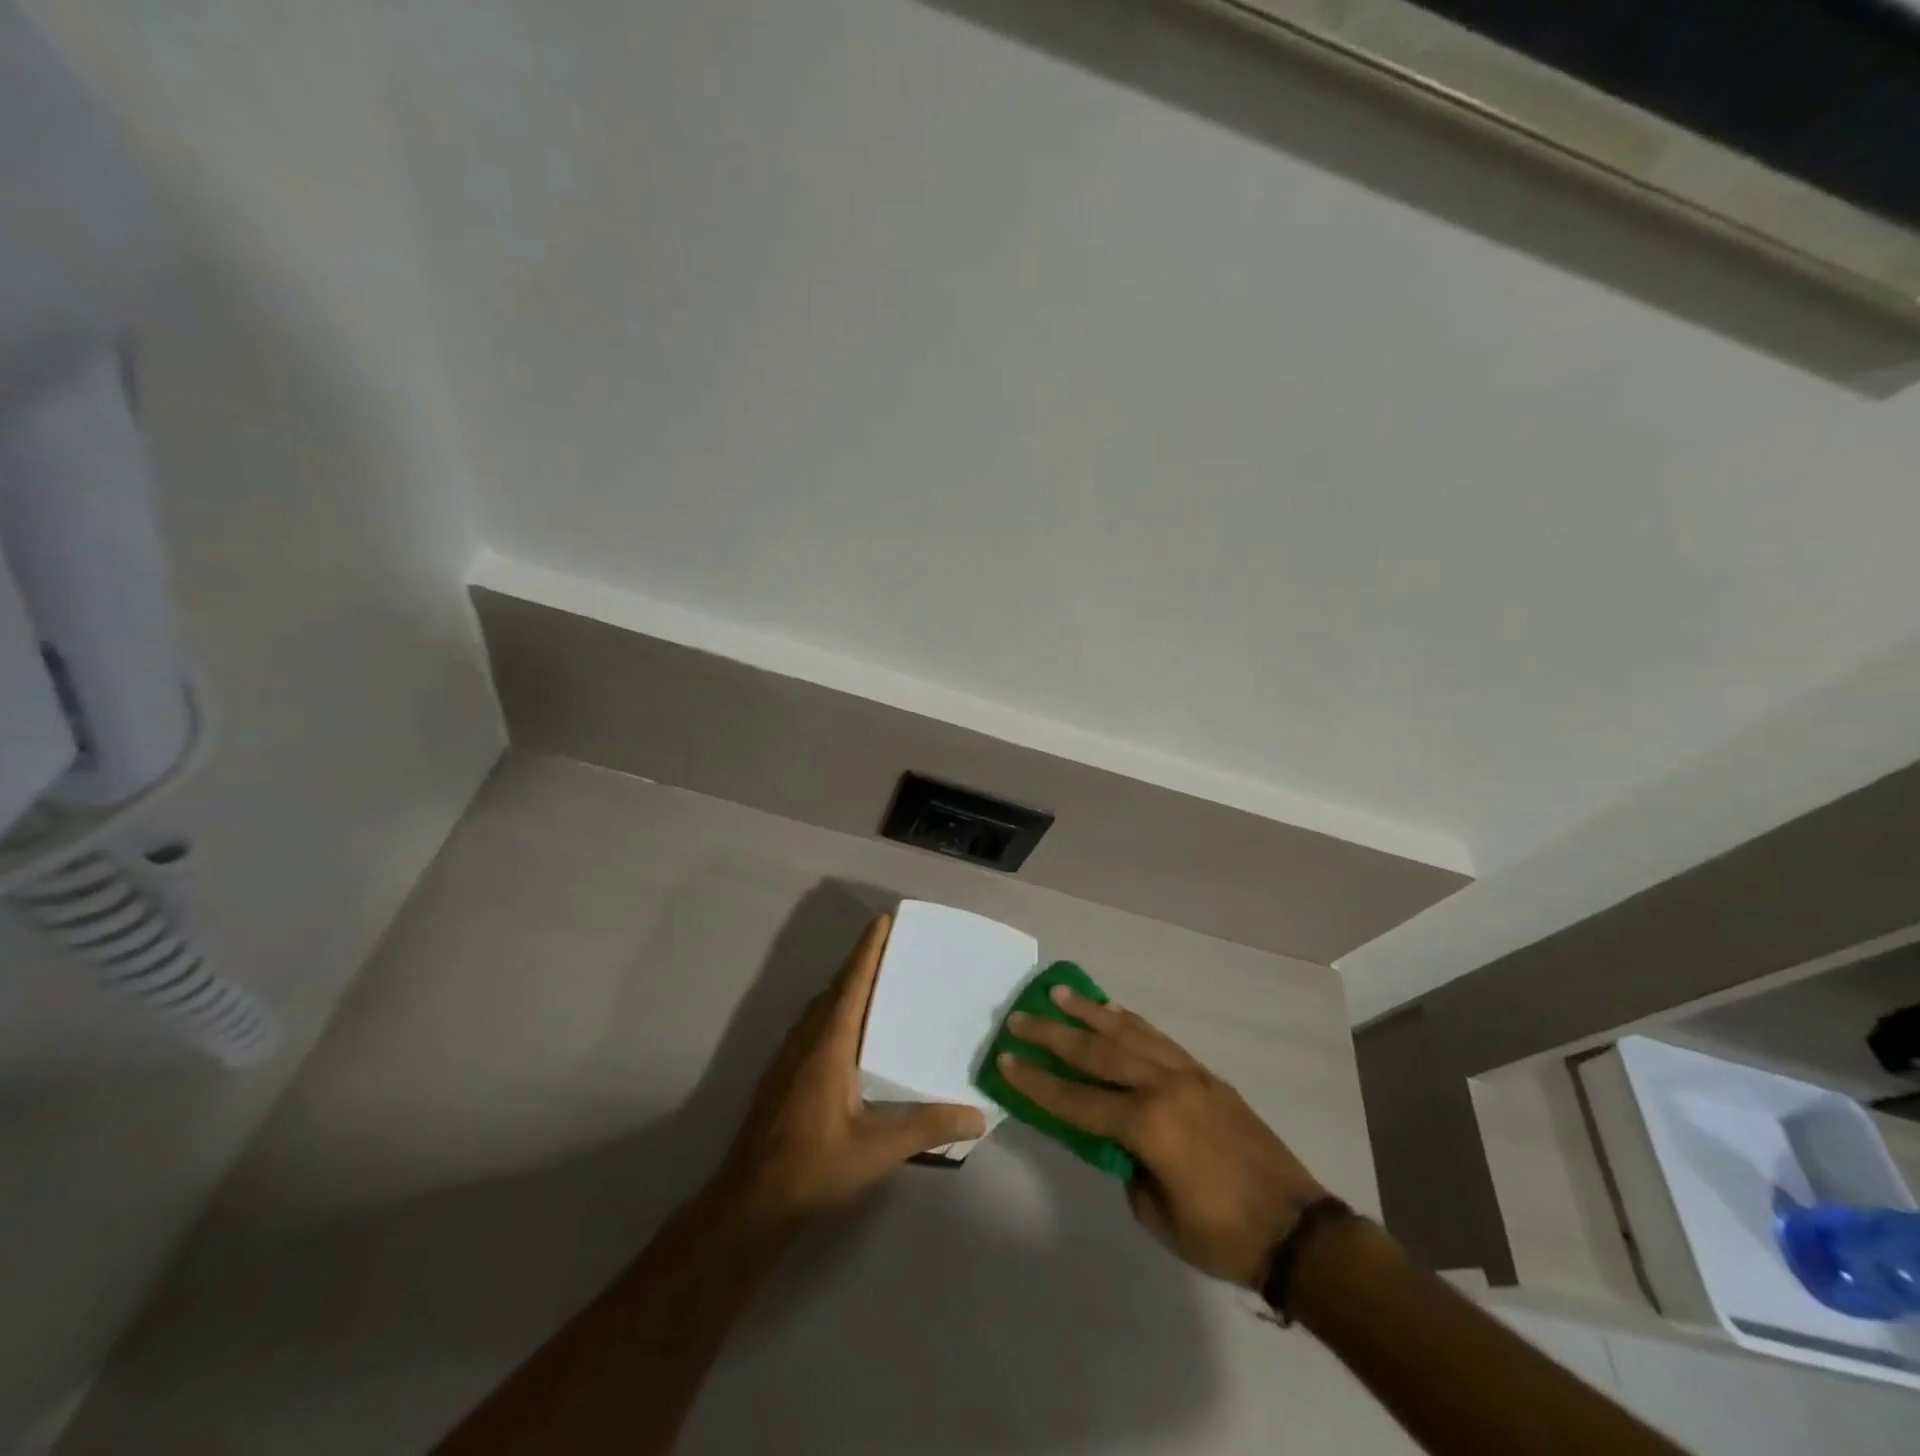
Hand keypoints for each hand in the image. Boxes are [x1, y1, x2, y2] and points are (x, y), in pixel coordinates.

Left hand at [711, 914, 986, 1226]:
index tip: (883, 919)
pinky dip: (833, 1010)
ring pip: (820, 1007)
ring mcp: (788, 1057)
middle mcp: (806, 1040)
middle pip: (835, 988)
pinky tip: (848, 1031)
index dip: (868, 950)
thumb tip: (979, 1116)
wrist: (749, 1202)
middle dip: (861, 962)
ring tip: (875, 981)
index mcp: (829, 1045)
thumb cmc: (813, 1167)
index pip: (852, 984)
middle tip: (892, 945)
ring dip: (845, 986)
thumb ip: (927, 1128)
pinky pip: (812, 1025)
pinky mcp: (781, 1075)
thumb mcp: (877, 1150)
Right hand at [998, 988, 1327, 1287]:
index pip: (1076, 1100)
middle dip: (1052, 1035)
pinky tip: (1111, 1012)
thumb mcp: (1156, 1214)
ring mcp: (1186, 1074)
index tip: (1004, 1061)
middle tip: (1019, 1017)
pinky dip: (1130, 1022)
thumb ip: (1126, 1166)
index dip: (1036, 1083)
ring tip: (1058, 993)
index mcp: (1147, 1126)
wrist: (1296, 1228)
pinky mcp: (1204, 1074)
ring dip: (1089, 1012)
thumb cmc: (1222, 1235)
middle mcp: (1162, 1087)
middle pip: (1096, 1053)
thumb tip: (1114, 1138)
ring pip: (1127, 1033)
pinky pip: (1158, 1038)